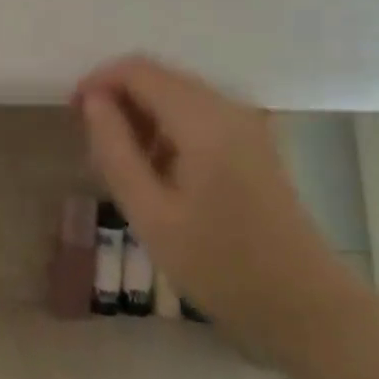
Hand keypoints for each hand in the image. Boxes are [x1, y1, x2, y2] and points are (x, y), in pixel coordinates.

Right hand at [76, 57, 364, 353]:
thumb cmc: (222, 266)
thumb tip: (92, 101)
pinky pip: (197, 116)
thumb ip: (115, 150)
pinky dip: (167, 130)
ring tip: (123, 168)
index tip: (72, 115)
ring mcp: (244, 123)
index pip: (137, 70)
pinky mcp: (252, 142)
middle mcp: (226, 107)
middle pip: (158, 78)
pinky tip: (159, 175)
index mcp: (203, 120)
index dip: (98, 82)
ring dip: (142, 117)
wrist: (306, 308)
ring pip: (176, 96)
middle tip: (94, 149)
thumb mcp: (152, 214)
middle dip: (118, 100)